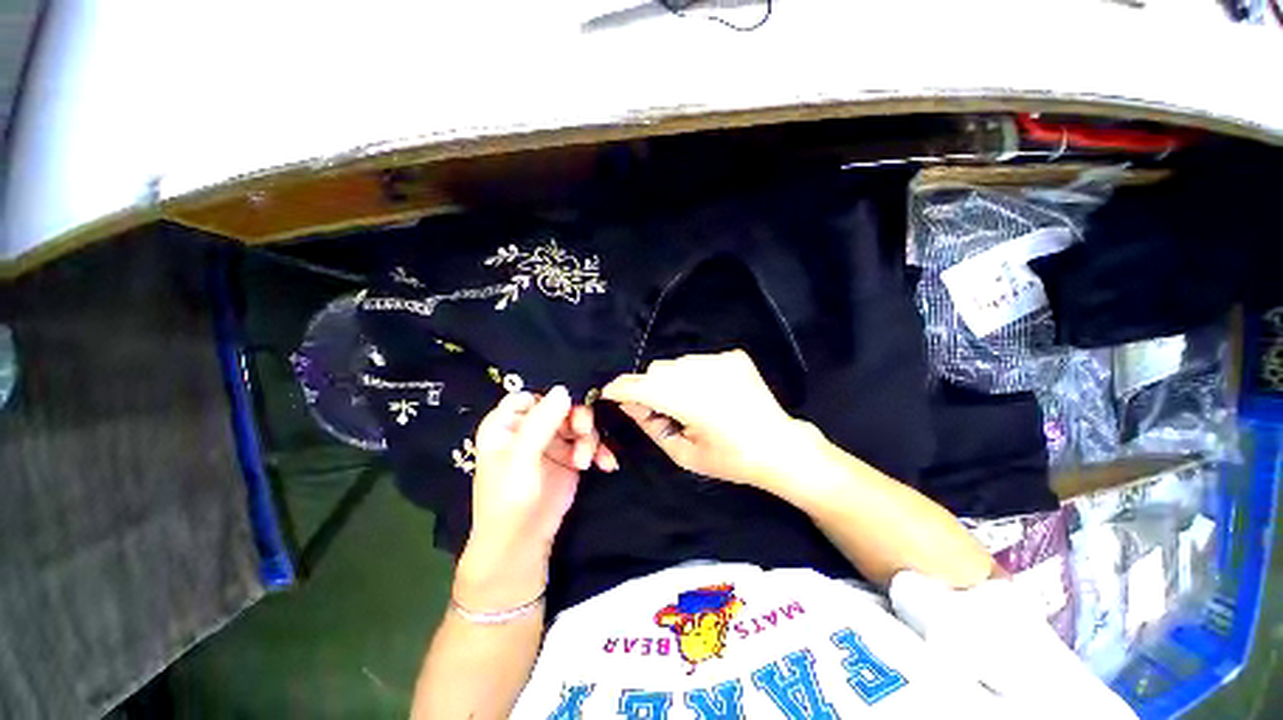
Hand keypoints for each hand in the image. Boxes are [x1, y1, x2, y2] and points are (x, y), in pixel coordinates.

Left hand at [455, 387, 616, 609]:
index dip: (550, 398)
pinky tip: (606, 464)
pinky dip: (599, 451)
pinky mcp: (571, 458)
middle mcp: (530, 429)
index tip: (568, 407)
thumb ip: (541, 423)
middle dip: (577, 419)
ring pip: (578, 424)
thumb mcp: (521, 459)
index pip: (530, 396)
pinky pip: (589, 444)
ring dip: (589, 439)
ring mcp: (552, 443)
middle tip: (584, 432)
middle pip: (561, 408)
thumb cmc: (509, 500)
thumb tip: (563, 390)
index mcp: (507, 424)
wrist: (523, 544)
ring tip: (586, 462)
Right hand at [601, 350, 819, 489]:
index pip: (640, 386)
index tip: (609, 394)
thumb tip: (629, 405)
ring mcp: (720, 360)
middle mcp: (701, 372)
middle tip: (662, 410)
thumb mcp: (684, 454)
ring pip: (677, 363)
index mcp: (688, 401)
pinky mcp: (733, 357)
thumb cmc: (730, 460)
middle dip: (649, 387)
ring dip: (673, 380)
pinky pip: (700, 361)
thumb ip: (651, 426)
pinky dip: (696, 375)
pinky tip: (712, 394)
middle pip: (657, 370)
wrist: (779, 447)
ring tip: (691, 402)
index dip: (620, 388)